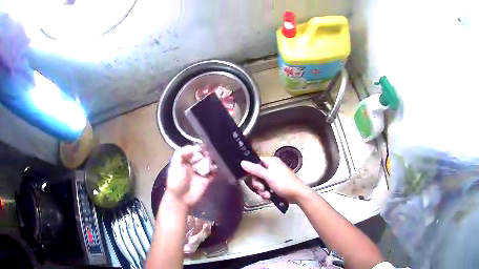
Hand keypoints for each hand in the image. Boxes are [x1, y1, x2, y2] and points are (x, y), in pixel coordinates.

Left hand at [166, 146, 213, 206]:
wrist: (181, 198)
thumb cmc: (176, 181)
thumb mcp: (175, 165)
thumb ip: (181, 153)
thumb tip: (193, 147)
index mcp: (185, 161)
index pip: (193, 151)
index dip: (198, 148)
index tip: (204, 146)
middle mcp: (193, 165)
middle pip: (202, 156)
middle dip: (206, 153)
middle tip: (210, 152)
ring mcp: (200, 173)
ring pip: (208, 163)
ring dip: (212, 160)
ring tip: (214, 159)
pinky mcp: (206, 180)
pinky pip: (213, 173)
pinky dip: (215, 170)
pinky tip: (216, 168)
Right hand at [241, 157, 310, 202]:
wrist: (298, 195)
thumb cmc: (284, 183)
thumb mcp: (269, 176)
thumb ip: (255, 170)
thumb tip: (242, 162)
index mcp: (271, 162)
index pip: (256, 163)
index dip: (252, 171)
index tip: (251, 178)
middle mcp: (272, 168)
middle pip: (257, 175)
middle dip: (258, 184)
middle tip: (261, 189)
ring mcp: (274, 178)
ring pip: (261, 184)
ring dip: (262, 191)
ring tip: (267, 195)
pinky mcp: (275, 186)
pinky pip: (266, 189)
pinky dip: (266, 194)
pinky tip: (270, 197)